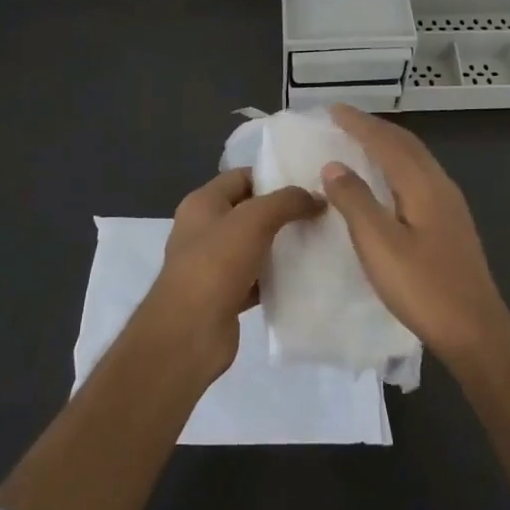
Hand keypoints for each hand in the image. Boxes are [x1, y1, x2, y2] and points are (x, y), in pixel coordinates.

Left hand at [142, 168, 321, 378]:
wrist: (189, 332)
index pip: (241, 177)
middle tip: (320, 212)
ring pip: (255, 246)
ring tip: (319, 240)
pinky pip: (256, 278)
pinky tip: (305, 276)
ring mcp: (213, 264)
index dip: (273, 176)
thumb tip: (318, 197)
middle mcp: (204, 229)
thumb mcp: (255, 220)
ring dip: (282, 245)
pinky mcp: (225, 295)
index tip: (308, 183)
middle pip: (249, 211)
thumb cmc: (216, 264)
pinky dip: (276, 277)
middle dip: (282, 211)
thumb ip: (287, 202)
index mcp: (202, 203)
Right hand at [320, 105, 509, 369]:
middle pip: (406, 144)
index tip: (332, 109)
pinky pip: (419, 176)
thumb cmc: (423, 287)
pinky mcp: (451, 223)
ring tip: (361, 143)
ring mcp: (450, 204)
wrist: (475, 330)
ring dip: (388, 145)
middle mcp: (440, 185)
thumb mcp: (379, 245)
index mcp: (422, 185)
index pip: (386, 142)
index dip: (359, 124)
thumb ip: (355, 201)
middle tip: (344, 120)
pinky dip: (398, 165)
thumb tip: (334, 165)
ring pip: (415, 159)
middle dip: (375, 128)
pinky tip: (387, 182)